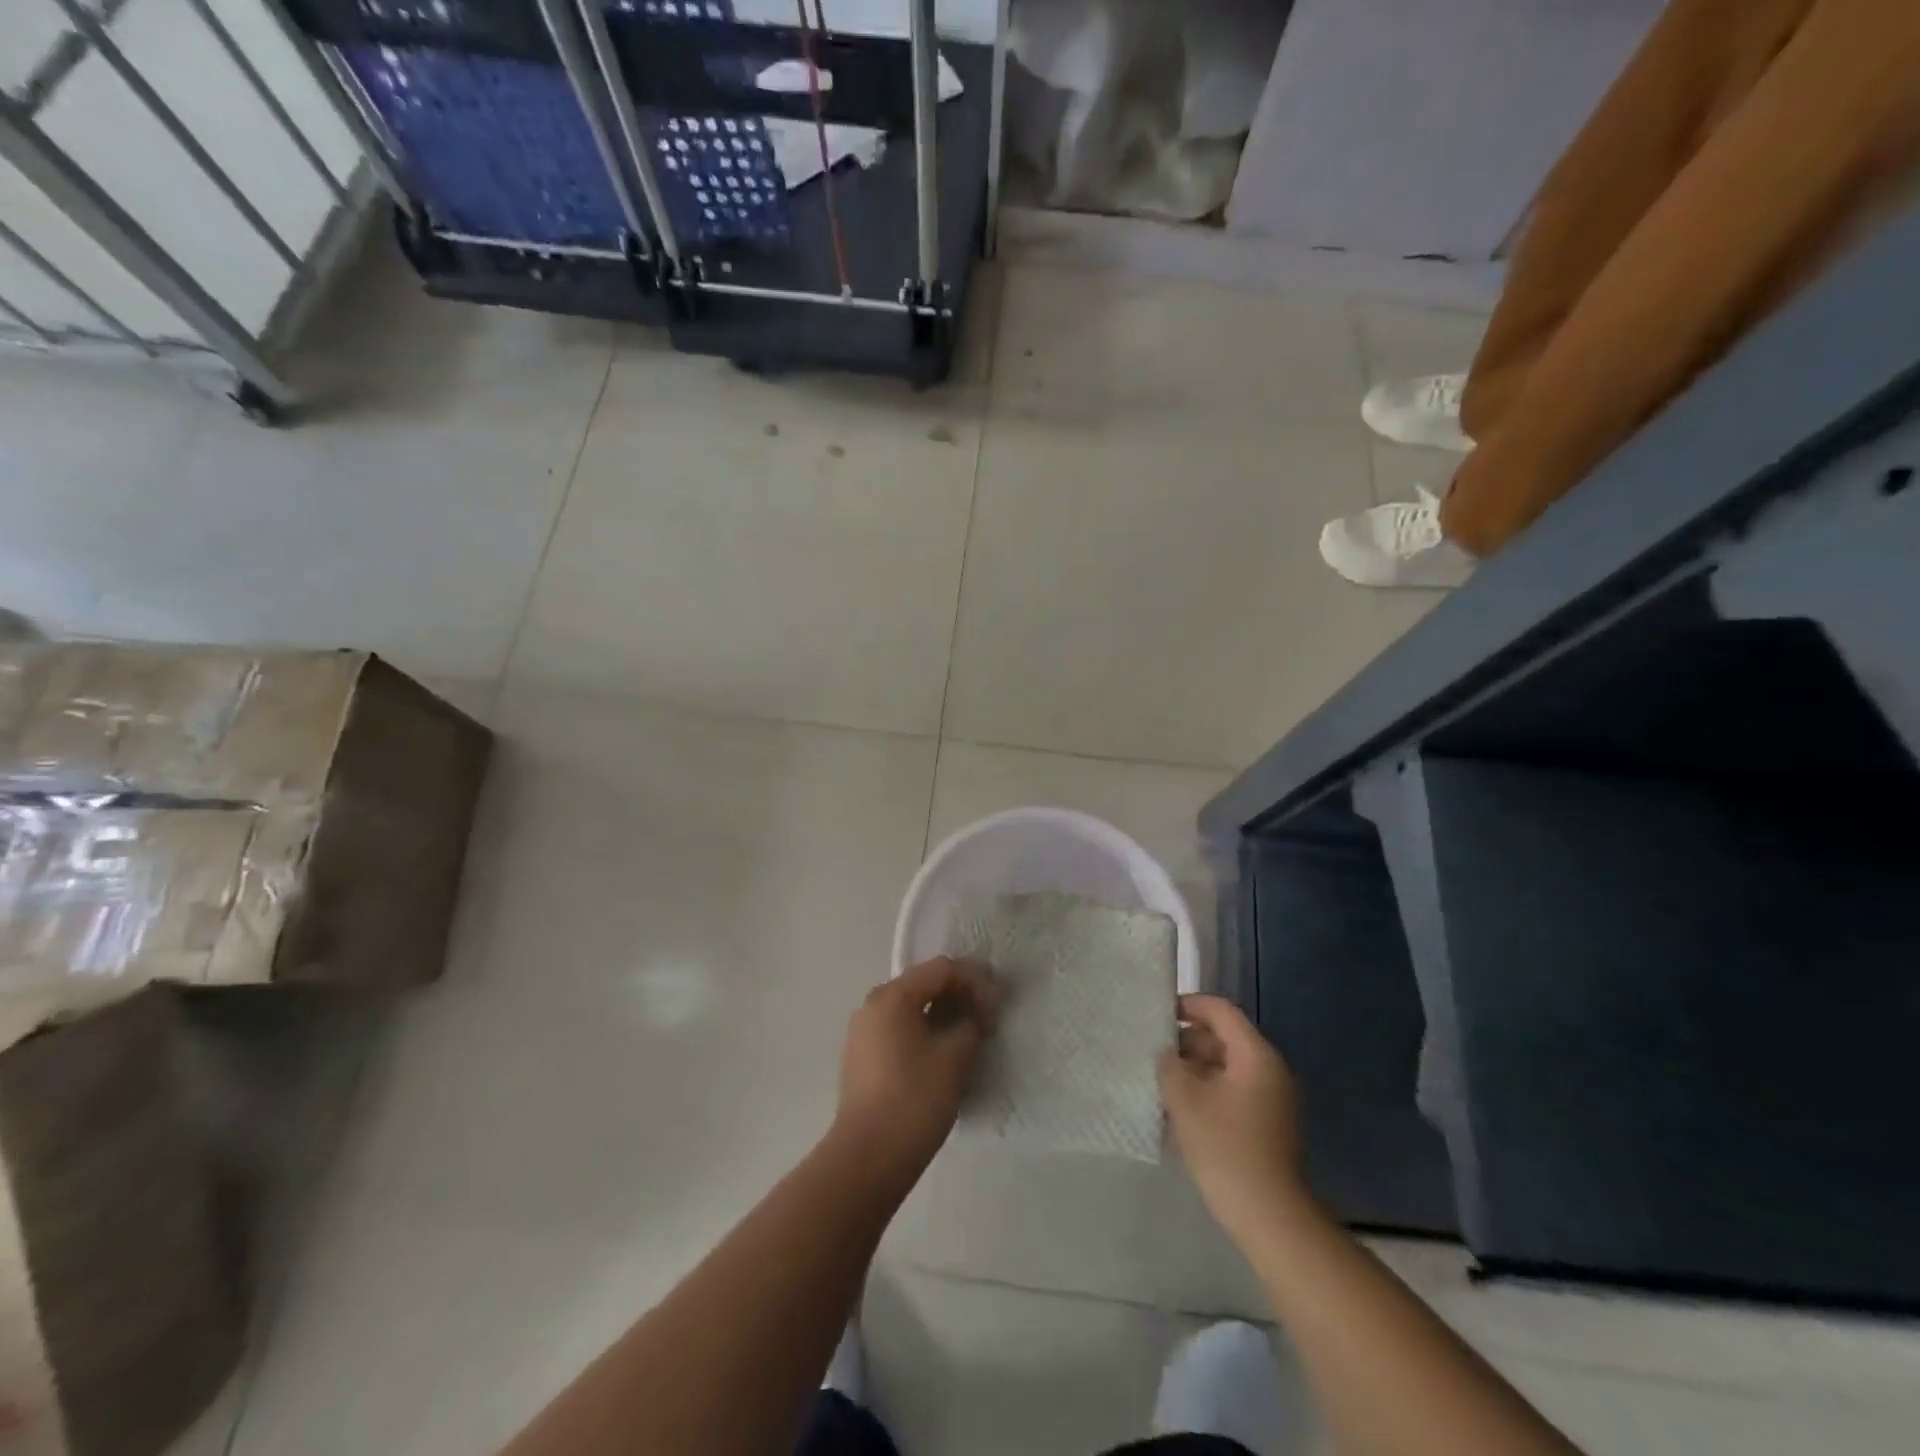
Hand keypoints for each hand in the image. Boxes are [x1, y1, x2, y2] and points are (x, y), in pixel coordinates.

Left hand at [835, 957, 1000, 1175]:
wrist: (867, 1158)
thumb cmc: (914, 1099)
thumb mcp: (954, 1058)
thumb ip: (971, 1024)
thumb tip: (978, 1014)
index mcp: (892, 996)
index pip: (942, 969)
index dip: (976, 981)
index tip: (999, 1005)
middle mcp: (873, 1004)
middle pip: (925, 984)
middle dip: (961, 995)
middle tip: (990, 1017)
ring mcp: (864, 1031)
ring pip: (913, 1008)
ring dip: (944, 1014)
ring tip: (972, 1035)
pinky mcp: (864, 1057)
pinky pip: (901, 1029)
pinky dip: (926, 1031)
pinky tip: (946, 1052)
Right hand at [1160, 994, 1311, 1243]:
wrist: (1270, 1217)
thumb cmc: (1226, 1149)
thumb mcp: (1186, 1101)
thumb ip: (1170, 1066)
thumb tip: (1167, 1053)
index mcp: (1255, 1055)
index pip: (1221, 1011)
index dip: (1189, 1005)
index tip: (1158, 1014)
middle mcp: (1269, 1070)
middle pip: (1225, 1038)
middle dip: (1187, 1041)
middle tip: (1153, 1052)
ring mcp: (1272, 1099)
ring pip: (1227, 1066)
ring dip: (1195, 1068)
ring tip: (1161, 1081)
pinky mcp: (1268, 1124)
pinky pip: (1234, 1091)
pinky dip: (1208, 1090)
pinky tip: (1181, 1109)